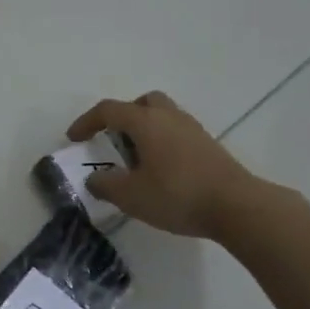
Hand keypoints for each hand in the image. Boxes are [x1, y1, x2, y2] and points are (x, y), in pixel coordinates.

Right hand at [68, 92, 258, 238]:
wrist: (235, 205)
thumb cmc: (177, 195)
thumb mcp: (131, 196)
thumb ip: (105, 185)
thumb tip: (94, 178)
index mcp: (146, 122)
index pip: (108, 110)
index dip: (86, 122)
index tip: (73, 139)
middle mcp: (169, 116)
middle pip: (142, 103)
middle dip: (122, 117)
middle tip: (112, 140)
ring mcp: (192, 129)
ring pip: (162, 116)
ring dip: (144, 130)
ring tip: (136, 160)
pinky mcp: (208, 145)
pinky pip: (176, 132)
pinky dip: (161, 142)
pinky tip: (160, 170)